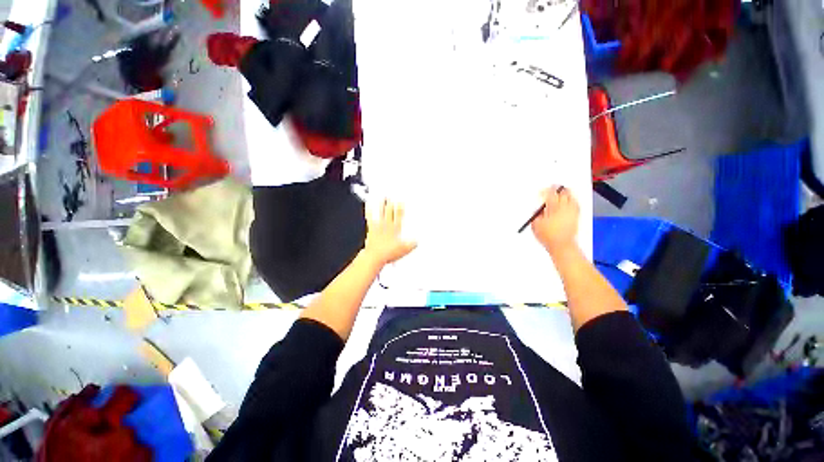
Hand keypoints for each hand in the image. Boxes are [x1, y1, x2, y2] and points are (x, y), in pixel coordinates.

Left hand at [363, 200, 417, 265]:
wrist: (375, 256)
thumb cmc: (388, 253)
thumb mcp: (405, 250)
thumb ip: (412, 244)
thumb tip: (416, 241)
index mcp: (396, 229)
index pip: (399, 215)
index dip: (400, 208)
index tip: (401, 202)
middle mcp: (387, 225)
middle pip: (390, 211)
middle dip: (391, 203)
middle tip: (392, 197)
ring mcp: (378, 226)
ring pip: (381, 212)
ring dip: (382, 204)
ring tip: (382, 197)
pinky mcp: (371, 229)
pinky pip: (370, 217)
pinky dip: (369, 210)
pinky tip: (367, 205)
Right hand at [531, 186, 579, 253]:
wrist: (562, 245)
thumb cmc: (547, 236)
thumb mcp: (535, 224)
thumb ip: (536, 214)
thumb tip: (538, 208)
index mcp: (553, 208)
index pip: (550, 194)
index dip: (546, 190)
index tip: (542, 191)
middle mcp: (564, 208)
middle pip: (562, 193)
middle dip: (556, 189)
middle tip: (552, 189)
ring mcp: (572, 211)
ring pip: (571, 196)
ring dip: (565, 193)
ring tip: (560, 193)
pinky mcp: (576, 216)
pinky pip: (576, 203)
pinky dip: (572, 200)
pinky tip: (569, 200)